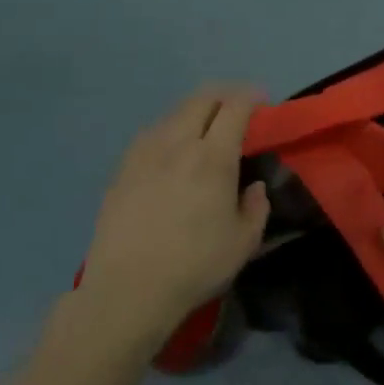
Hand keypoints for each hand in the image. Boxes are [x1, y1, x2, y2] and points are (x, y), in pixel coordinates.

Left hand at [76, 85, 270, 352]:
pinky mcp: (122, 169)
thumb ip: (256, 207)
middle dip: (223, 95)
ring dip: (195, 111)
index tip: (262, 101)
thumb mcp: (244, 242)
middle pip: (201, 99)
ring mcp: (144, 154)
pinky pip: (151, 134)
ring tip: (205, 129)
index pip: (234, 108)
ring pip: (173, 113)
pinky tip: (172, 152)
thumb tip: (253, 187)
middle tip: (237, 108)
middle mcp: (177, 144)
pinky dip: (170, 131)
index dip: (251, 97)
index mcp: (213, 157)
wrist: (128, 290)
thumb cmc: (195, 265)